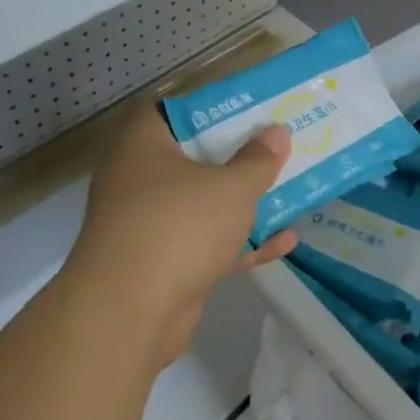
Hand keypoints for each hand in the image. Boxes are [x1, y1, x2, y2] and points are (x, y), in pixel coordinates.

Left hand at [65, 103, 296, 367]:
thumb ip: (257, 160)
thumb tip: (275, 133)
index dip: (205, 106)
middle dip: (235, 156)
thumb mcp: (231, 187)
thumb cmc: (180, 226)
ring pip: (202, 204)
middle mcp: (139, 180)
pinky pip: (207, 244)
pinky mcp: (164, 264)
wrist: (131, 312)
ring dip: (242, 201)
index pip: (166, 110)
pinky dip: (241, 242)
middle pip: (191, 158)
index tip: (243, 109)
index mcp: (143, 146)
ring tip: (289, 189)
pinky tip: (285, 241)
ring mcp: (150, 225)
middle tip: (275, 146)